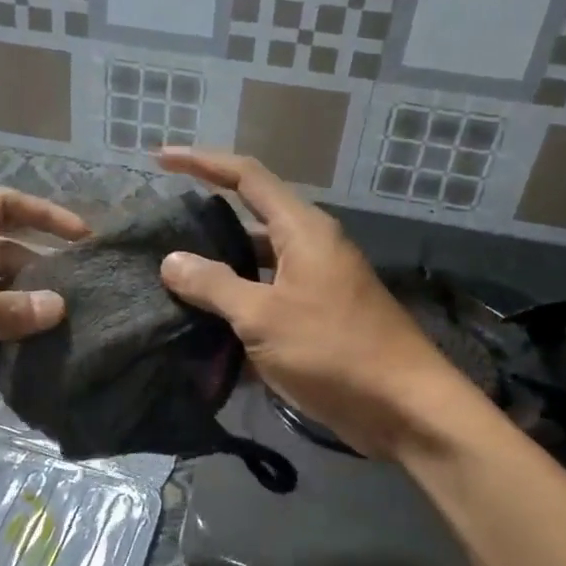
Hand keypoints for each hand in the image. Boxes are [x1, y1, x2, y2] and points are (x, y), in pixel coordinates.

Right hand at [156, 149, 459, 458]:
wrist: (404, 407)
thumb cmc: (334, 350)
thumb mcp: (263, 317)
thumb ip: (215, 285)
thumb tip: (171, 261)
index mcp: (302, 230)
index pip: (245, 177)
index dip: (201, 162)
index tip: (161, 158)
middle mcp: (310, 247)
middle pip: (250, 217)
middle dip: (206, 219)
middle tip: (161, 227)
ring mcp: (315, 283)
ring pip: (256, 263)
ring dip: (219, 269)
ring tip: (171, 277)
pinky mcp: (316, 318)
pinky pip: (266, 298)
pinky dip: (237, 306)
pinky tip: (203, 325)